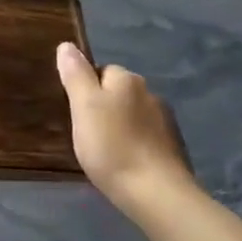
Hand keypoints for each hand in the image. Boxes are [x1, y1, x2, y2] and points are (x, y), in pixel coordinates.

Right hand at [56, 43, 193, 211]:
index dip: (85, 90)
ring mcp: (166, 122)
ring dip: (120, 128)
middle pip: (117, 93)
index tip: (76, 113)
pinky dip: (135, 146)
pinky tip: (126, 164)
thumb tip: (67, 45)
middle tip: (86, 134)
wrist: (157, 195)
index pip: (100, 71)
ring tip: (105, 153)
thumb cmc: (112, 146)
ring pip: (133, 116)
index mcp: (128, 80)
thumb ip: (75, 74)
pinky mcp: (173, 149)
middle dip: (103, 109)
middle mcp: (150, 93)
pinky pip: (146, 138)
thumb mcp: (83, 107)